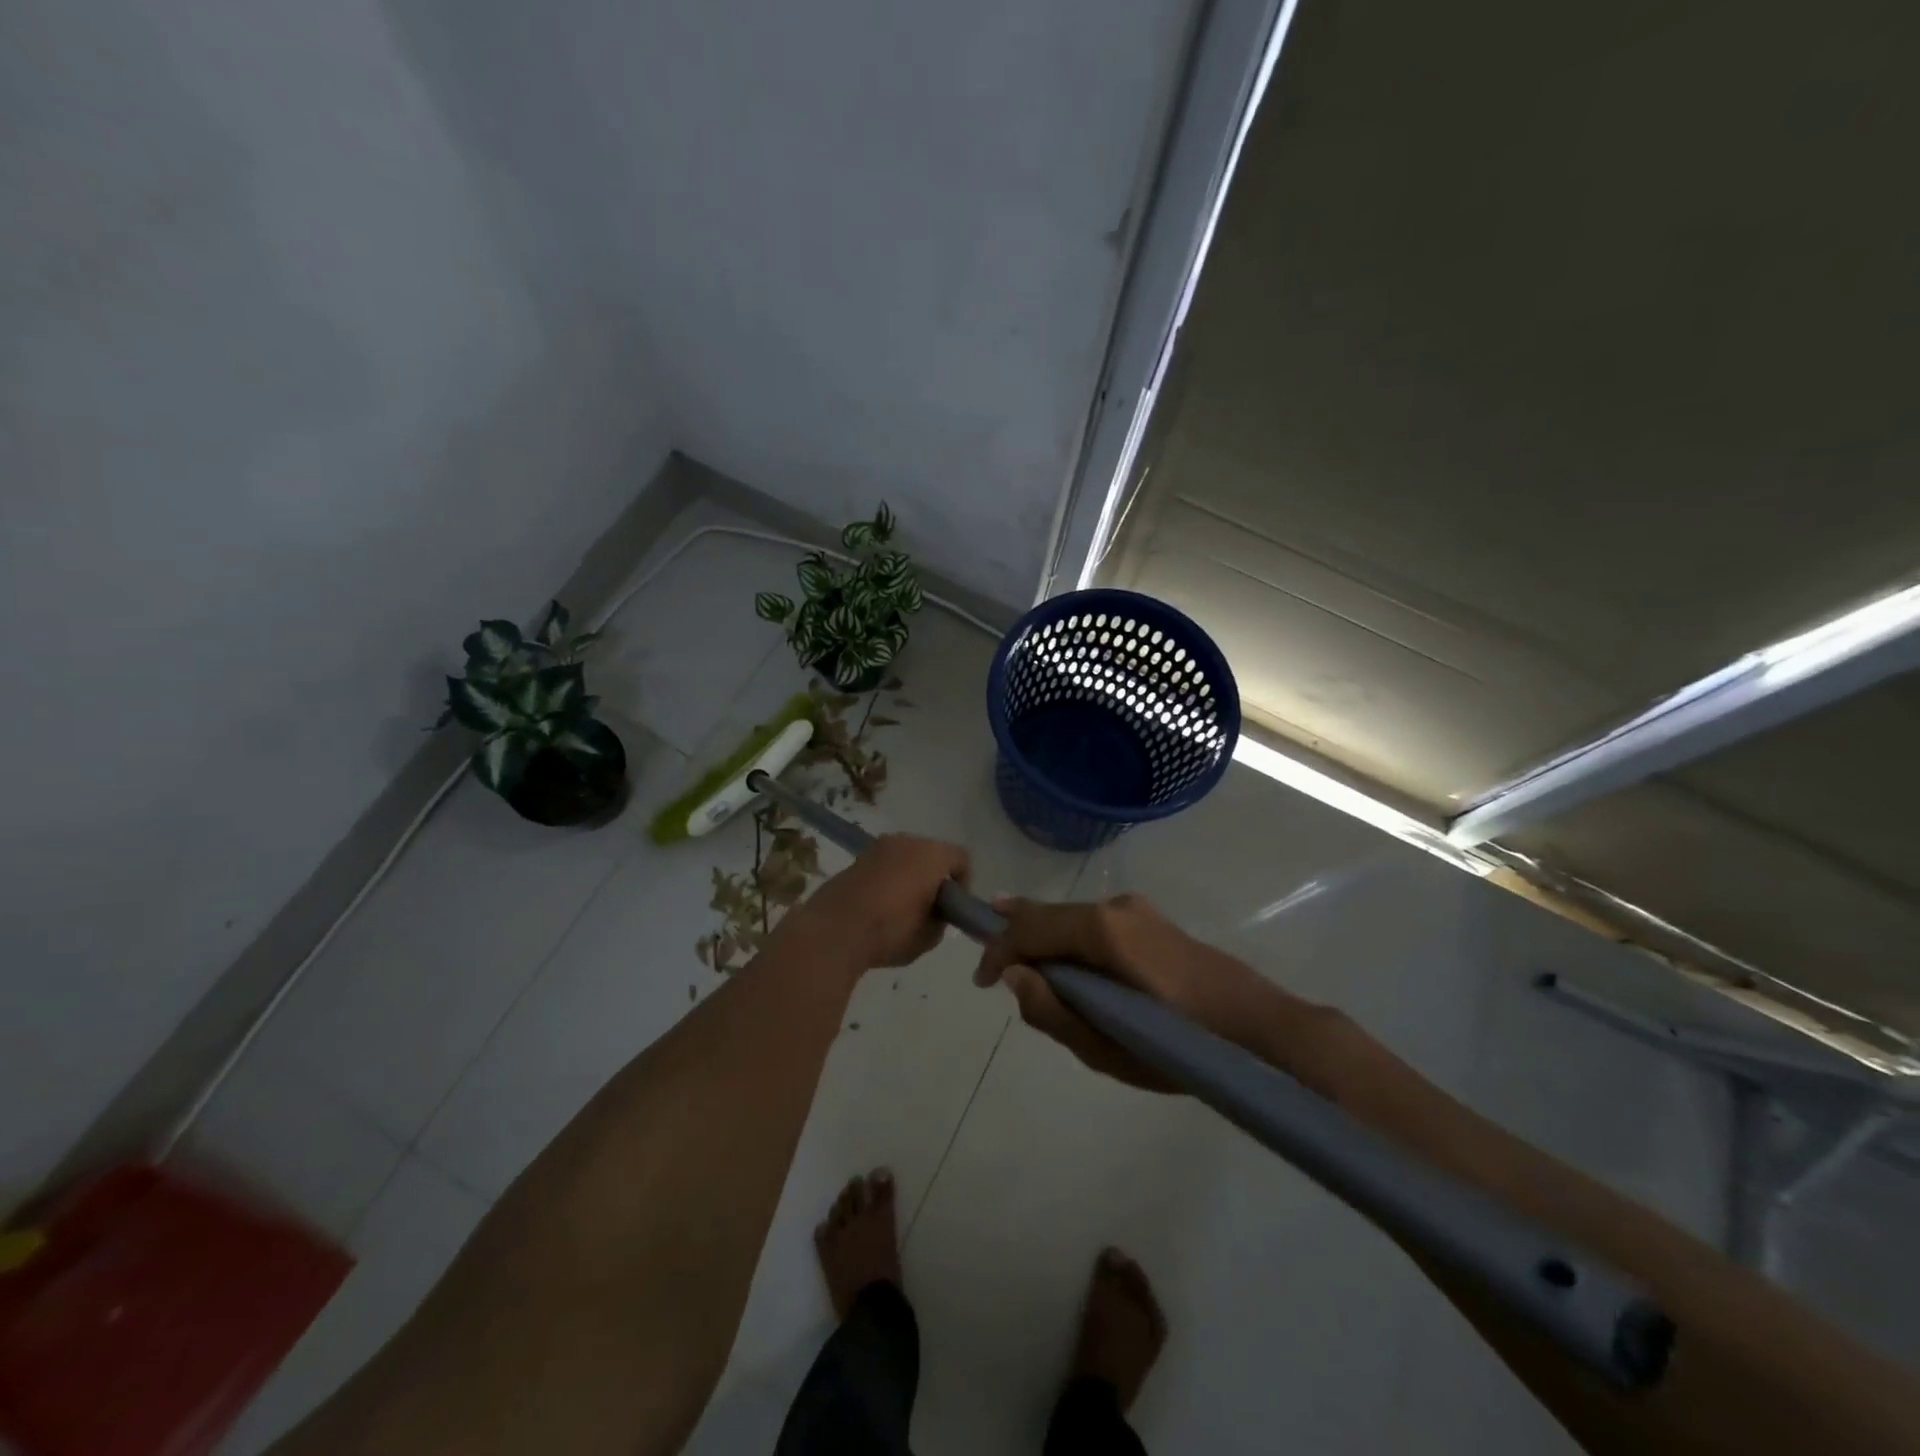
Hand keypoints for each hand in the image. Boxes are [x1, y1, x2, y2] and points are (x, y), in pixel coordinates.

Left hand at [785, 834, 970, 973]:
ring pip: (905, 857)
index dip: (963, 882)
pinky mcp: (856, 859)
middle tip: (930, 907)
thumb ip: (940, 920)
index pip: (961, 859)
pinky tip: (879, 906)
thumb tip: (935, 914)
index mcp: (932, 854)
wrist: (834, 930)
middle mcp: (906, 841)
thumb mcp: (929, 937)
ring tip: (902, 908)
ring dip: (909, 876)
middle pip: (932, 853)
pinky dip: (887, 879)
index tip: (954, 907)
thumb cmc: (890, 931)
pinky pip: (883, 865)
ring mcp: (878, 847)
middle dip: (934, 876)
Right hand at [973, 893, 1355, 1095]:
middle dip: (1018, 938)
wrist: (1261, 1027)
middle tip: (994, 969)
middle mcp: (1115, 906)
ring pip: (1072, 918)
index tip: (981, 981)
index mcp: (1102, 929)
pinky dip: (1072, 941)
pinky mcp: (1153, 923)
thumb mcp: (1109, 1049)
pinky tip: (1073, 967)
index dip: (998, 950)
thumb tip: (1014, 976)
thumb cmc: (1184, 1045)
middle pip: (1049, 915)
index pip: (1030, 927)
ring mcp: (1137, 910)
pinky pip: (1096, 926)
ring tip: (1028, 969)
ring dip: (1046, 940)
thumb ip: (1054, 1012)